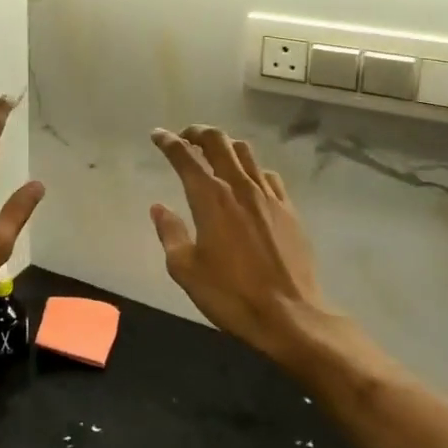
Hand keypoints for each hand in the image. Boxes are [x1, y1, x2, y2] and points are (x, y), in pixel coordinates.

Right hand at [150, 125, 329, 360]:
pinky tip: (248, 182)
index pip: (185, 157)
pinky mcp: (288, 209)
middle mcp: (239, 187)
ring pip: (245, 153)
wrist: (290, 315)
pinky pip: (268, 175)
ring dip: (225, 146)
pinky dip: (252, 169)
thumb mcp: (185, 269)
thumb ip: (170, 232)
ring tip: (214, 154)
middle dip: (197, 132)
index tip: (157, 135)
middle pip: (218, 142)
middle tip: (184, 137)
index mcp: (210, 198)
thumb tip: (158, 207)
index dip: (168, 142)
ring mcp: (268, 196)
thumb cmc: (230, 294)